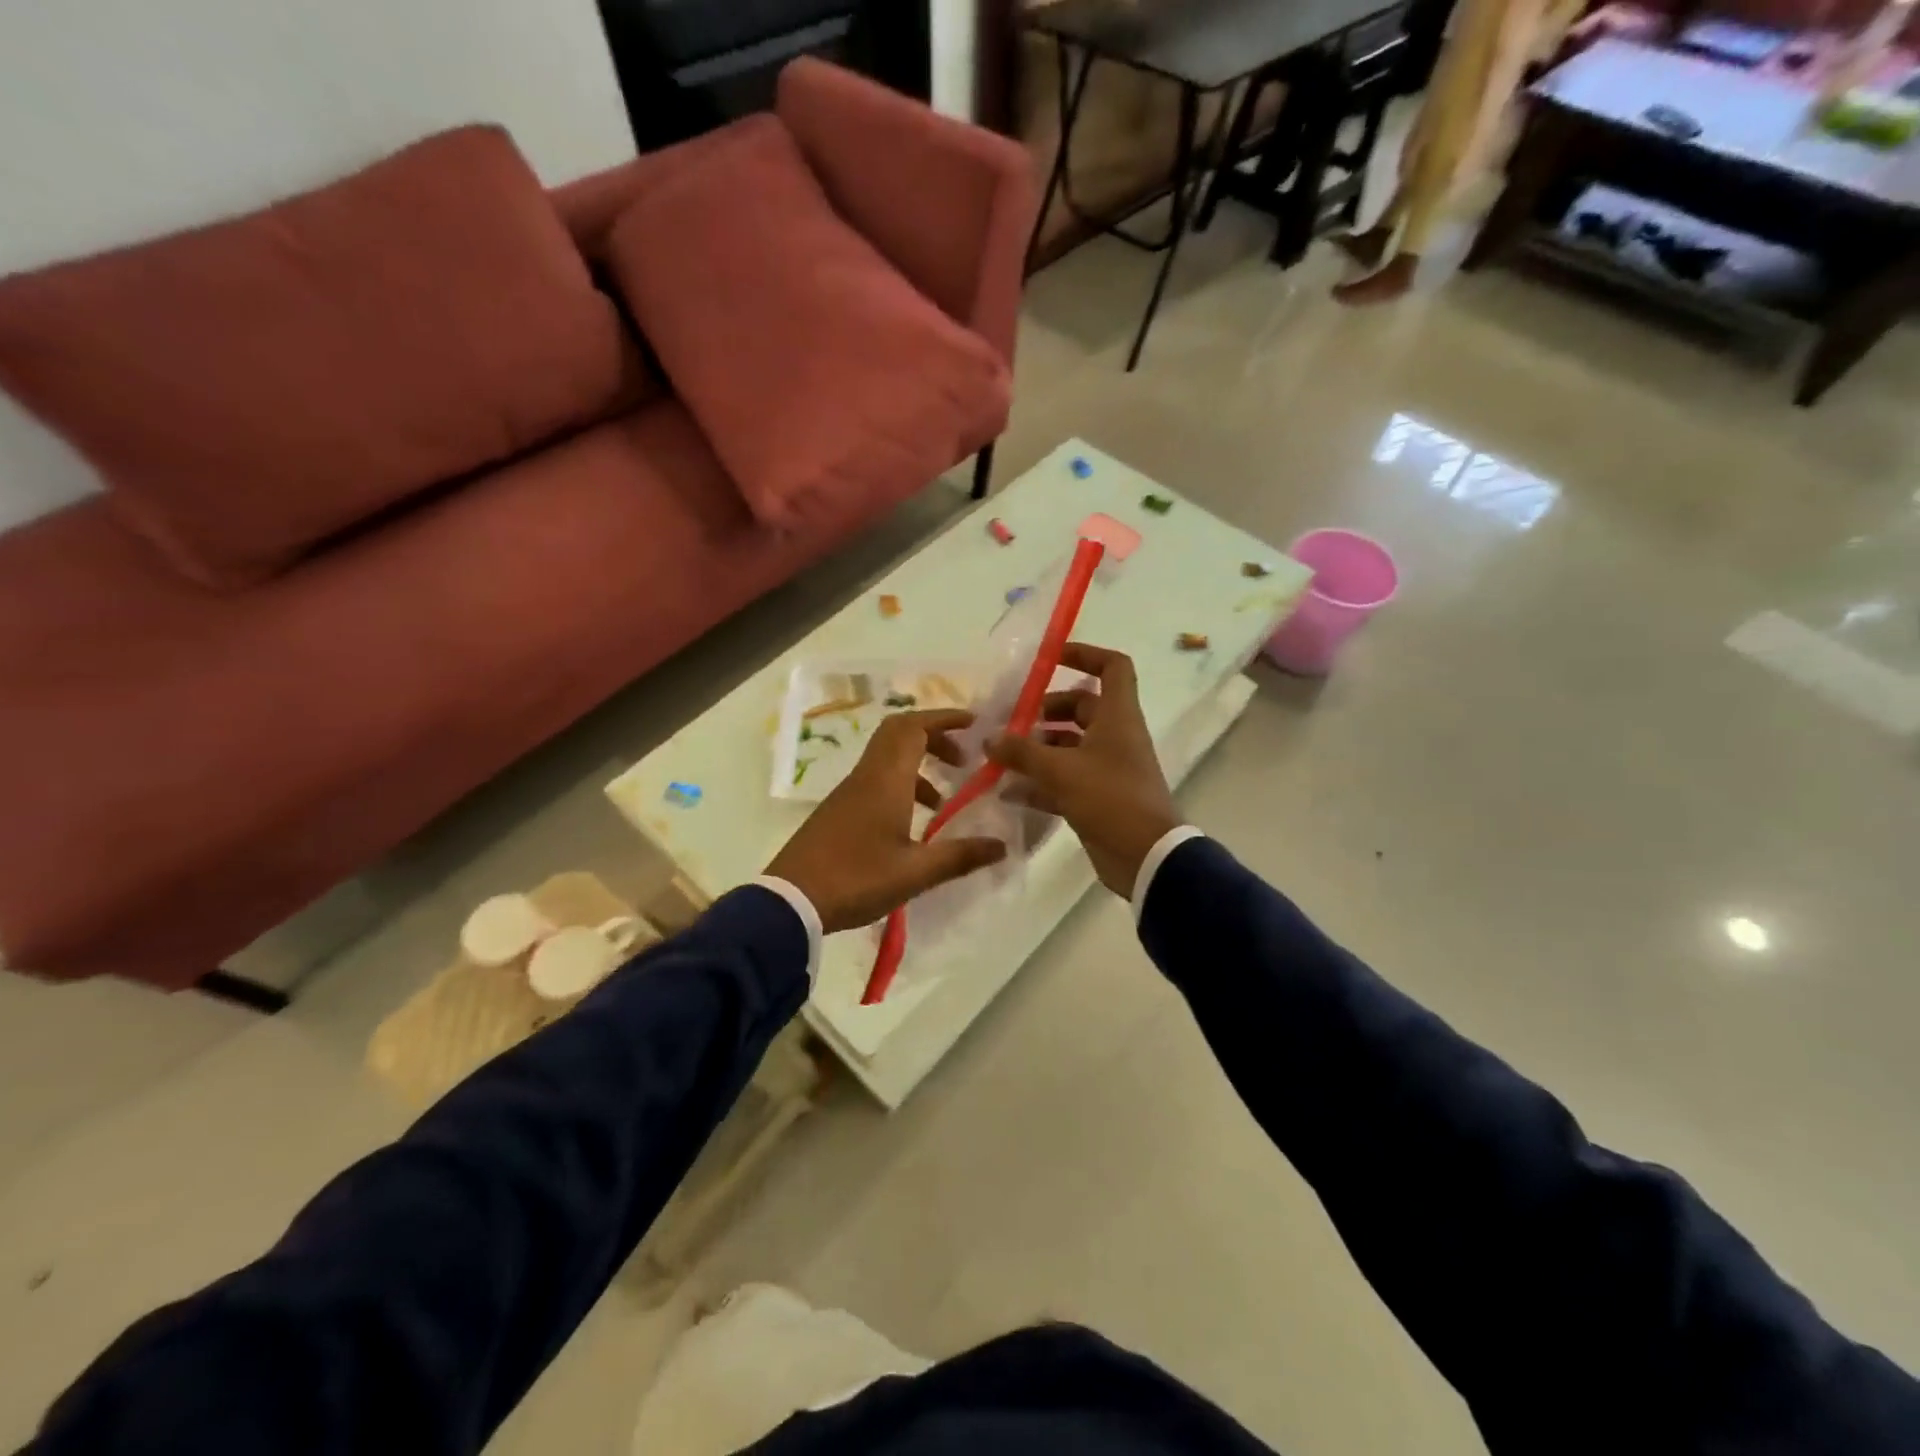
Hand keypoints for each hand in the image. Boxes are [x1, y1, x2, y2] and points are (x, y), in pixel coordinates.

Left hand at [766, 710, 1008, 933]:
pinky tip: (911, 824)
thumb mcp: (915, 872)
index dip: (944, 718)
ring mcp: (848, 792)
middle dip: (934, 737)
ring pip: (887, 758)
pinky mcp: (838, 809)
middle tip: (962, 758)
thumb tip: (1001, 845)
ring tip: (942, 800)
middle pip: (899, 734)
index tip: (974, 724)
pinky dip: (901, 785)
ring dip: (918, 766)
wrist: (791, 901)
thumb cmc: (857, 879)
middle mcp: (866, 776)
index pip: (914, 727)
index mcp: (886, 780)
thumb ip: (960, 856)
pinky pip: (875, 780)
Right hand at [986, 643, 1180, 898]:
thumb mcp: (1061, 770)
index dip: (1085, 655)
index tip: (1050, 658)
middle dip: (1045, 711)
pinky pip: (1065, 780)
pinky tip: (1008, 790)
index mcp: (1118, 717)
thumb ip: (1022, 751)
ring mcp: (1107, 769)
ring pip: (1069, 746)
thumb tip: (990, 738)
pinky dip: (1039, 782)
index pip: (1112, 667)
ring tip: (1001, 755)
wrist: (1146, 857)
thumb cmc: (1110, 798)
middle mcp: (1115, 737)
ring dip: (1037, 748)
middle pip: (1081, 708)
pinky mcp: (1098, 798)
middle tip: (1011, 721)